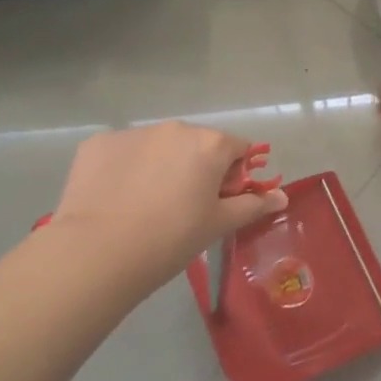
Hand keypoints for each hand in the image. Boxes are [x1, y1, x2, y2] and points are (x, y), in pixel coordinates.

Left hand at [44, 122, 287, 300]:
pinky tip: (116, 199)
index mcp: (210, 143)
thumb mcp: (218, 224)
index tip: (220, 202)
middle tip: (183, 207)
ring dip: (161, 166)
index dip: (234, 175)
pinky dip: (125, 169)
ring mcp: (134, 133)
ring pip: (158, 146)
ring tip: (145, 206)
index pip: (237, 149)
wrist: (97, 252)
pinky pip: (123, 152)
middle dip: (196, 168)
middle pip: (197, 144)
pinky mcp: (98, 143)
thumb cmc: (171, 238)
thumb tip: (282, 197)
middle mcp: (175, 128)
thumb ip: (253, 205)